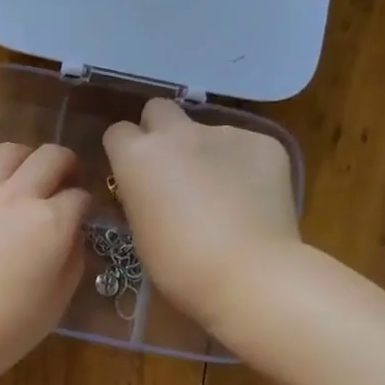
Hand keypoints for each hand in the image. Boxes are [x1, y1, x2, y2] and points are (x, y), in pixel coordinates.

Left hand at [0, 143, 90, 384]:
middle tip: (64, 184)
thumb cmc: (1, 331)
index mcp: (52, 223)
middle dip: (66, 166)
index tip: (84, 219)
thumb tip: (73, 237)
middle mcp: (17, 197)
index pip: (81, 197)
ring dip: (24, 160)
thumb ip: (72, 263)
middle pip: (51, 156)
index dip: (87, 207)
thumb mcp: (55, 305)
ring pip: (7, 151)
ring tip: (24, 180)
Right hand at [102, 99, 300, 334]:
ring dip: (208, 153)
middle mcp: (178, 133)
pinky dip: (245, 166)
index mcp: (137, 156)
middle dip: (161, 132)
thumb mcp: (140, 232)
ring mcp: (225, 133)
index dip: (125, 152)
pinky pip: (246, 146)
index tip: (134, 174)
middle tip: (174, 168)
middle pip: (159, 110)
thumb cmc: (180, 267)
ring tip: (225, 194)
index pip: (118, 132)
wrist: (250, 275)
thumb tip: (148, 188)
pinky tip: (253, 199)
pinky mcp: (266, 143)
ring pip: (208, 131)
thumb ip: (139, 196)